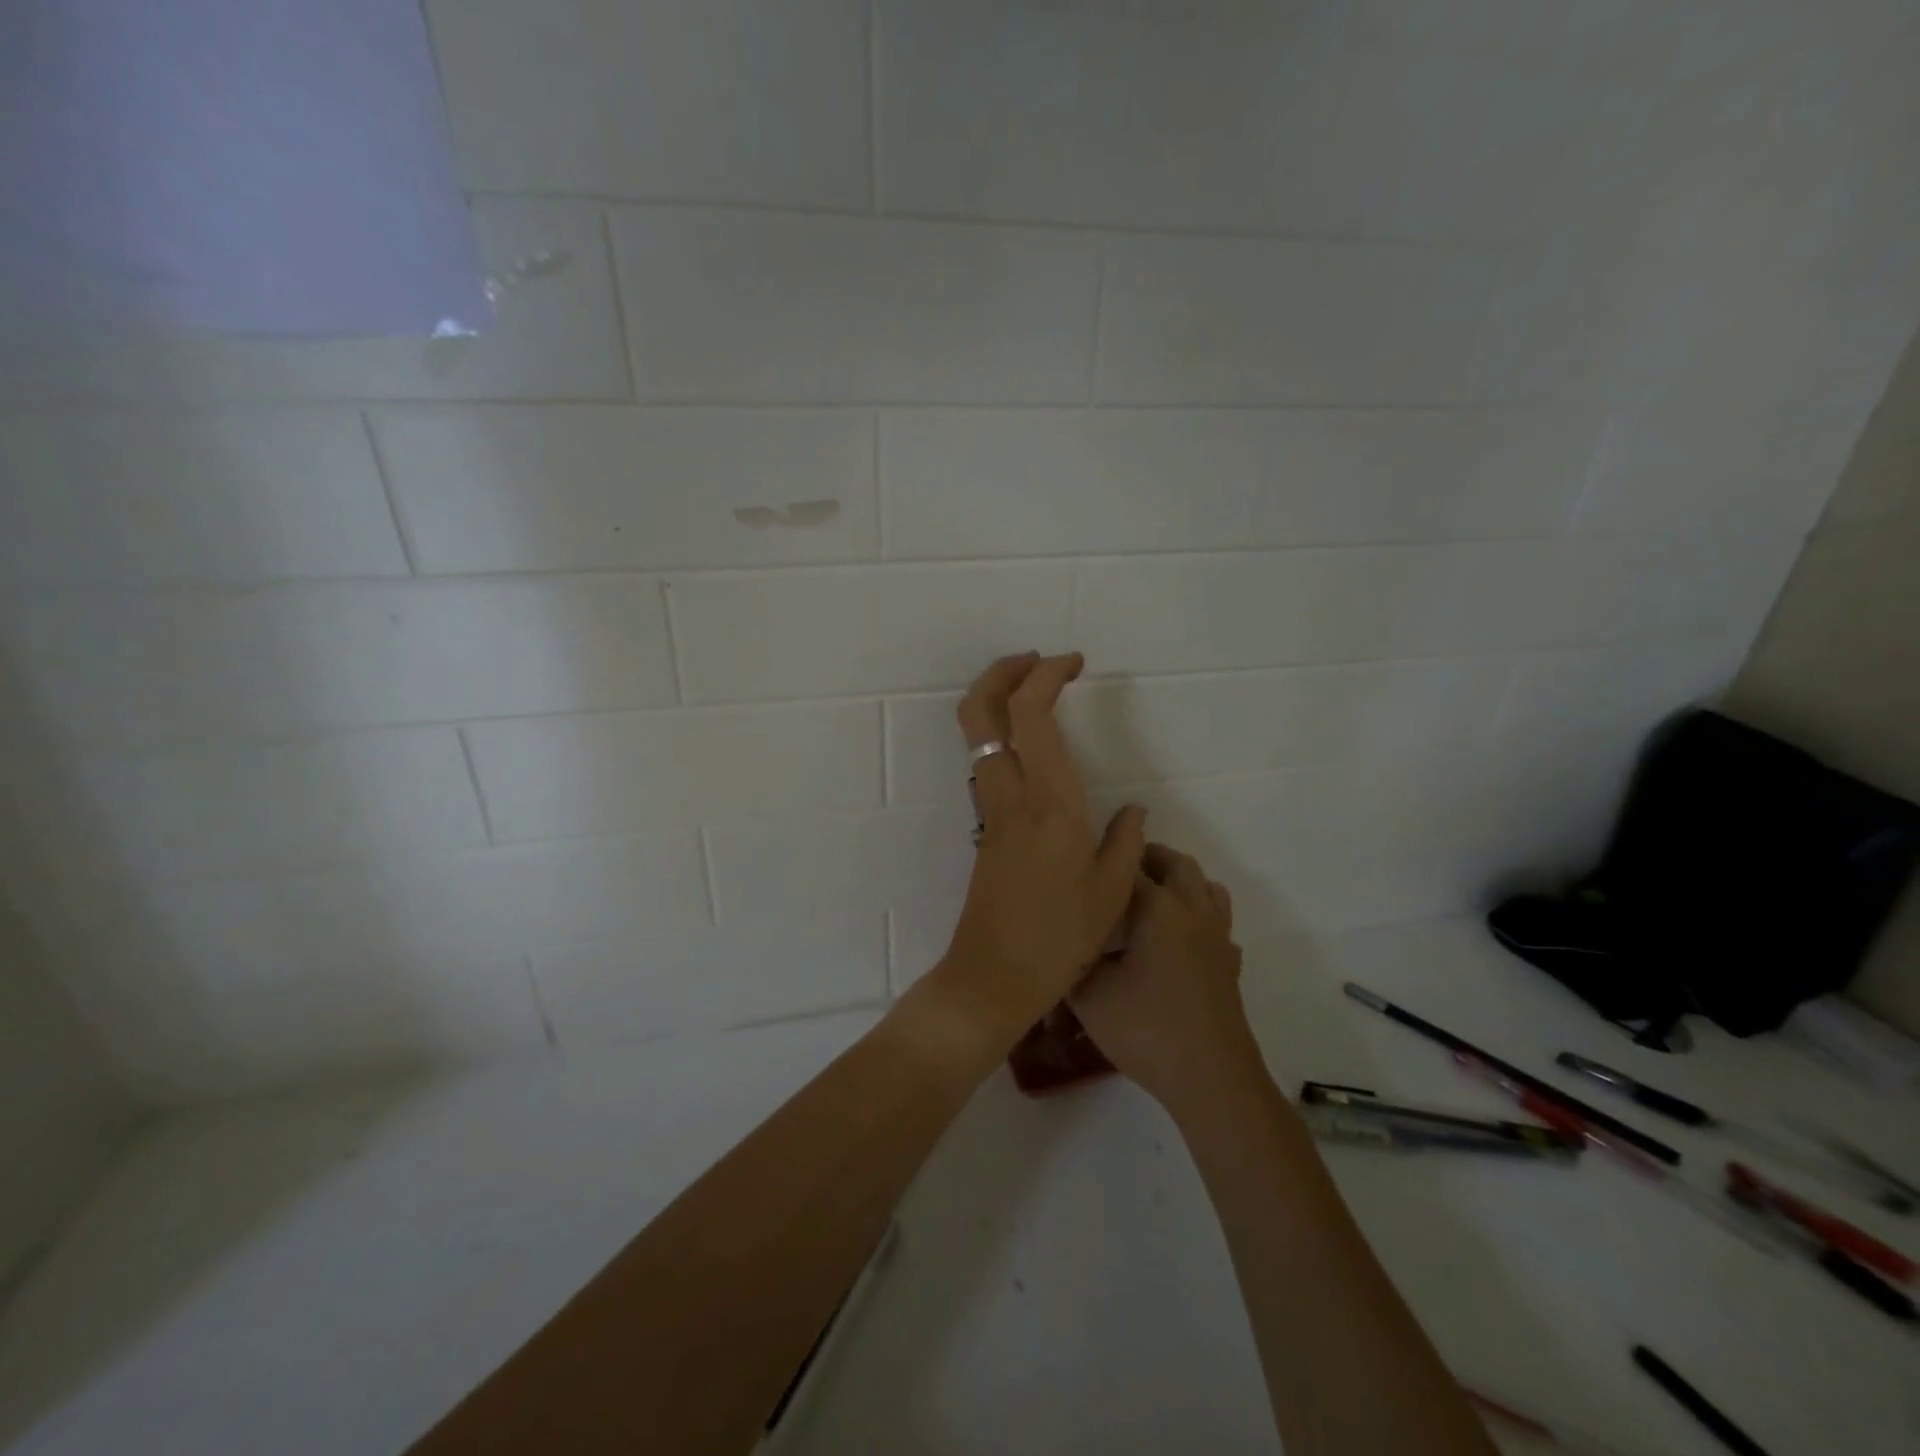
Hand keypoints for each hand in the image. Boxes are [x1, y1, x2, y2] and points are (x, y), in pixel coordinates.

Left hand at [934, 651, 1146, 1044]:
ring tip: (1037, 694)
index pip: (1030, 714)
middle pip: (980, 711)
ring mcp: (990, 810)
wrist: (994, 976)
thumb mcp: (1113, 891)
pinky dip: (1002, 735)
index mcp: (1049, 801)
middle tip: (1036, 661)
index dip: (1046, 675)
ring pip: (975, 735)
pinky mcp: (984, 828)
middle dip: (1001, 672)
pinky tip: (1033, 748)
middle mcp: (1010, 794)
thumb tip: (1132, 809)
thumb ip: (1126, 840)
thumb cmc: (1059, 937)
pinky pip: (986, 763)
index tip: (1074, 662)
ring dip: (997, 700)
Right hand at [1071, 843, 1257, 1110]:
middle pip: (1177, 864)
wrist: (1211, 1078)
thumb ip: (1070, 961)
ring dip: (1180, 882)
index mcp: (1159, 908)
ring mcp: (1217, 938)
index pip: (1130, 865)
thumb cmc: (1147, 1029)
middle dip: (1147, 858)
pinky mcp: (1229, 965)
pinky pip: (1217, 924)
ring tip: (1150, 897)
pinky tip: (1178, 942)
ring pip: (1206, 888)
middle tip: (1116, 871)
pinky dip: (1198, 918)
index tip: (1083, 861)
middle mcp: (1193, 911)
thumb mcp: (1090, 996)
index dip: (1105, 858)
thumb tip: (1057, 944)